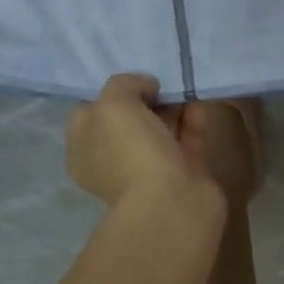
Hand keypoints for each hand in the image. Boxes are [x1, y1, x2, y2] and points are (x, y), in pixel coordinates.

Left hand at [66, 73, 223, 214]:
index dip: (109, 93)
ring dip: (172, 109)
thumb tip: (146, 85)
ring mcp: (151, 169)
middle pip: (129, 122)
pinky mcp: (185, 172)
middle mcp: (115, 161)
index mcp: (84, 150)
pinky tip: (199, 103)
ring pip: (161, 131)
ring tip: (184, 87)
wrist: (173, 201)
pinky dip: (192, 121)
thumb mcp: (113, 105)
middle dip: (146, 100)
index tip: (133, 82)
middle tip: (162, 84)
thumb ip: (124, 85)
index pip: (91, 113)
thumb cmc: (132, 153)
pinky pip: (187, 139)